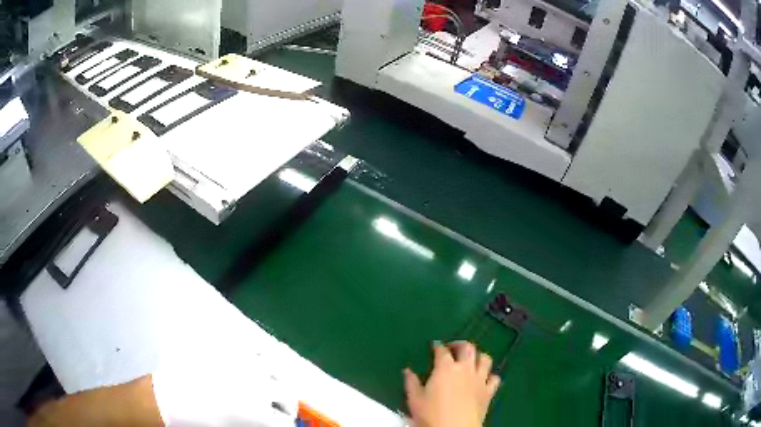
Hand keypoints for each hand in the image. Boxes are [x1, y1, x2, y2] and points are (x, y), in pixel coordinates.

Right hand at [403, 341, 500, 426]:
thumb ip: (411, 382)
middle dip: (460, 344)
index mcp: (446, 368)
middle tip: (453, 348)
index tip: (434, 346)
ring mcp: (480, 379)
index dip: (438, 346)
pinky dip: (490, 375)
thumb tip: (407, 370)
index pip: (442, 350)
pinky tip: (484, 379)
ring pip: (485, 359)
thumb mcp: (415, 399)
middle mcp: (465, 369)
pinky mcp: (489, 392)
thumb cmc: (431, 415)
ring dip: (478, 356)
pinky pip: (495, 378)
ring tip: (471, 360)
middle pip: (468, 348)